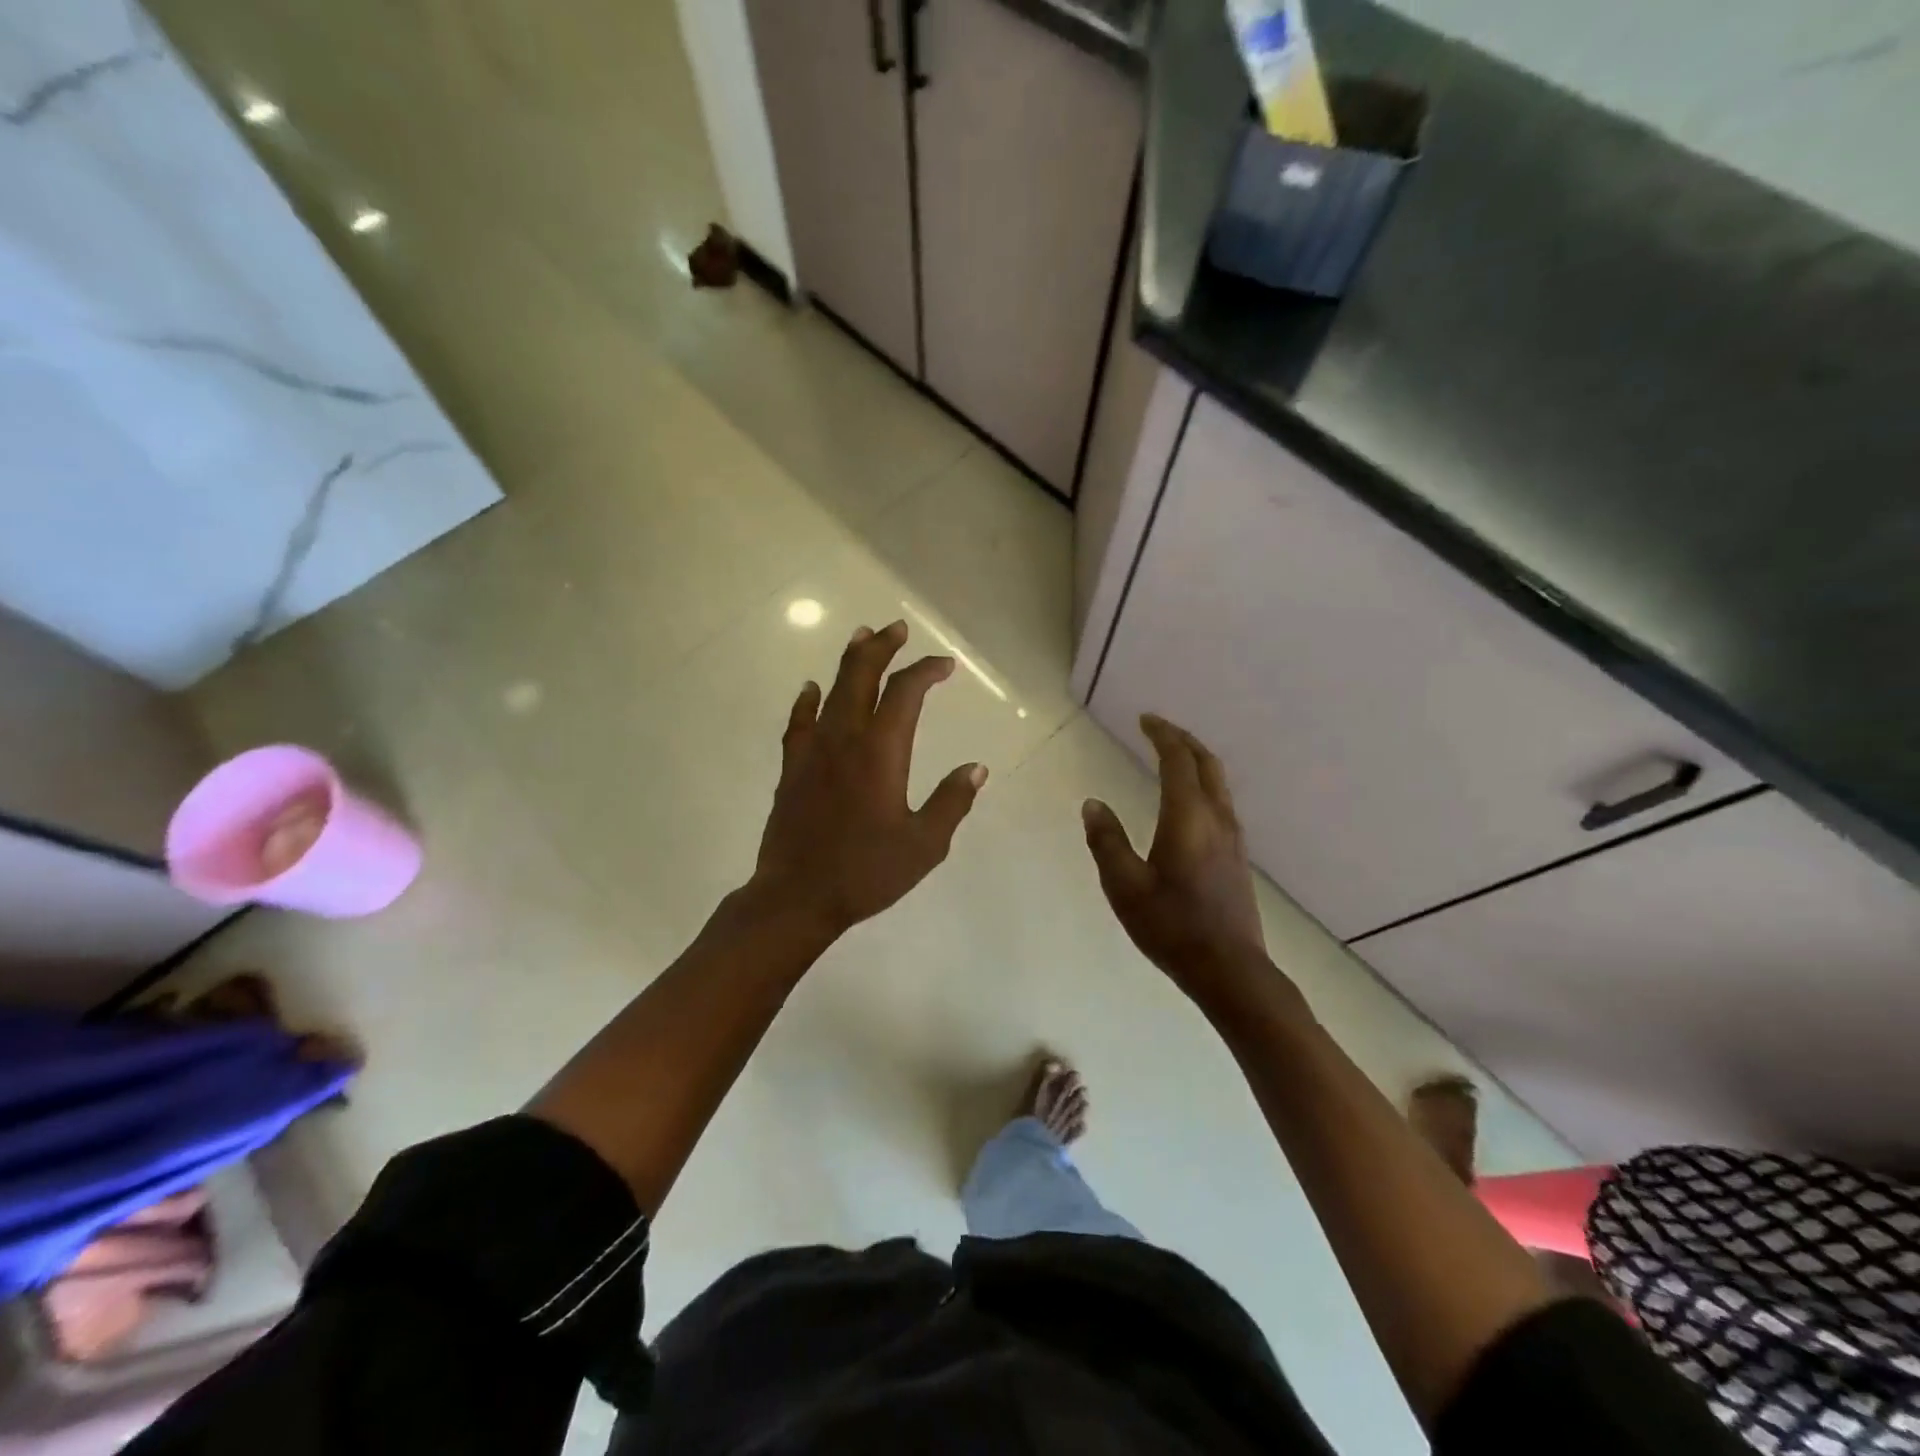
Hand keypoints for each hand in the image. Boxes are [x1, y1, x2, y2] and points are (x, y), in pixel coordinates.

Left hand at [750, 620, 986, 940]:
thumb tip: (976, 768)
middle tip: (897, 628)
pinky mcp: (792, 769)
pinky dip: (807, 700)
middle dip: (882, 647)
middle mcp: (845, 739)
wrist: (797, 896)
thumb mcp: (924, 845)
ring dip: (849, 661)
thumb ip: (951, 802)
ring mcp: (813, 751)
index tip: (945, 666)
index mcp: (881, 752)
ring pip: (831, 691)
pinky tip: (810, 688)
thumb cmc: (866, 872)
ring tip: (861, 637)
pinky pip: (799, 722)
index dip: (926, 671)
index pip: (906, 694)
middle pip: (862, 676)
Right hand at [1082, 715, 1275, 1009]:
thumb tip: (1093, 804)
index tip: (1145, 719)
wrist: (1229, 969)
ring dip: (1196, 761)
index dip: (1162, 735)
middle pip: (1206, 763)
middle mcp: (1216, 818)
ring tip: (1172, 757)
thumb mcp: (1125, 886)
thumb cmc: (1171, 926)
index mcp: (1188, 817)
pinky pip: (1221, 802)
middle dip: (1183, 740)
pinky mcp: (1237, 856)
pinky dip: (1203, 784)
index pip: (1177, 760)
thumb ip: (1107, 841)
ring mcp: (1232, 838)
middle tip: (1159, 729)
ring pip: (1218, 782)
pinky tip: (1188, 801)